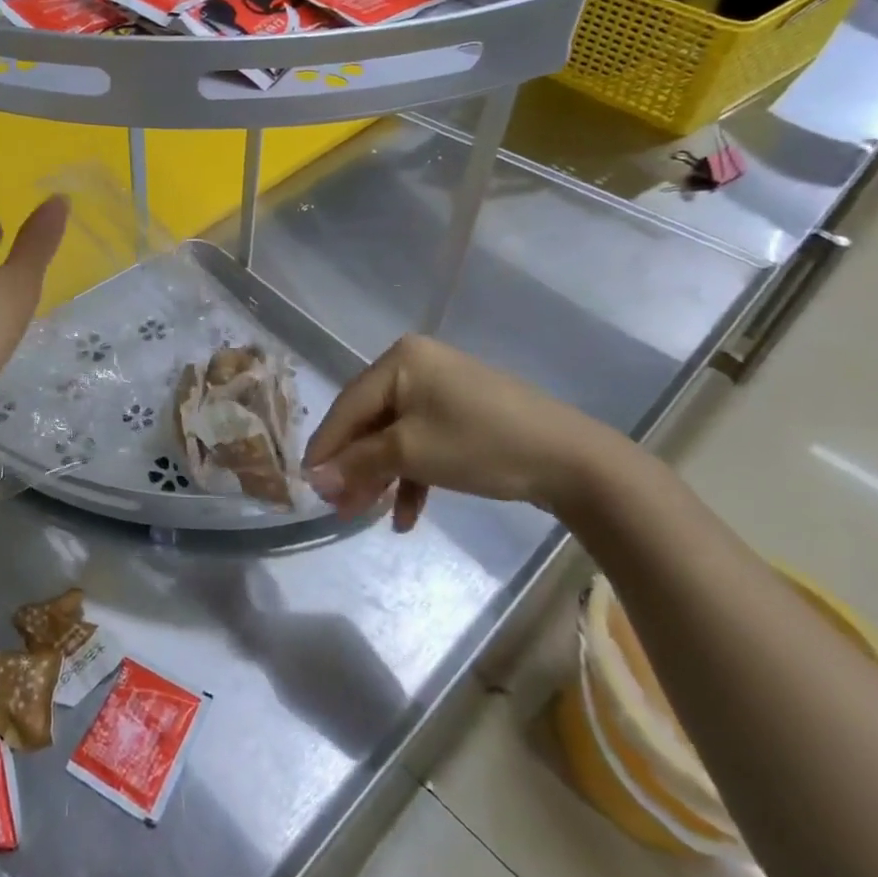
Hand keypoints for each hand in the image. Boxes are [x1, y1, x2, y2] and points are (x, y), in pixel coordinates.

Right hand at [302, 334, 624, 529]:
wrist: (572, 460)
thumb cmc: (481, 444)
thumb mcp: (411, 453)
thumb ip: (358, 462)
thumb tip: (313, 478)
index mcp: (400, 360)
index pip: (348, 405)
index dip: (325, 446)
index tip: (305, 483)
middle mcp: (416, 365)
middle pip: (369, 421)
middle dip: (354, 467)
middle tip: (336, 506)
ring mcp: (441, 389)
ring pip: (395, 435)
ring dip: (379, 476)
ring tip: (363, 514)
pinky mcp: (462, 413)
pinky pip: (423, 441)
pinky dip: (411, 475)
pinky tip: (405, 515)